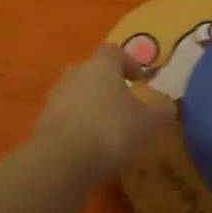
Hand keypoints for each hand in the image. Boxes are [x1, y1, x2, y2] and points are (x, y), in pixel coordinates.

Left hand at [35, 44, 175, 176]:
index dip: (129, 63)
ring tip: (105, 129)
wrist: (62, 161)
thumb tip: (168, 106)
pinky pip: (64, 118)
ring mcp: (55, 98)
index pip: (114, 51)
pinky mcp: (42, 123)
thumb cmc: (112, 130)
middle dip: (106, 85)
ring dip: (89, 106)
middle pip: (92, 71)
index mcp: (101, 65)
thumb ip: (162, 111)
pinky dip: (76, 127)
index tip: (139, 81)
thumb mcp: (148, 123)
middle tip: (122, 104)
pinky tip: (88, 148)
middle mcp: (75, 74)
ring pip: (76, 94)